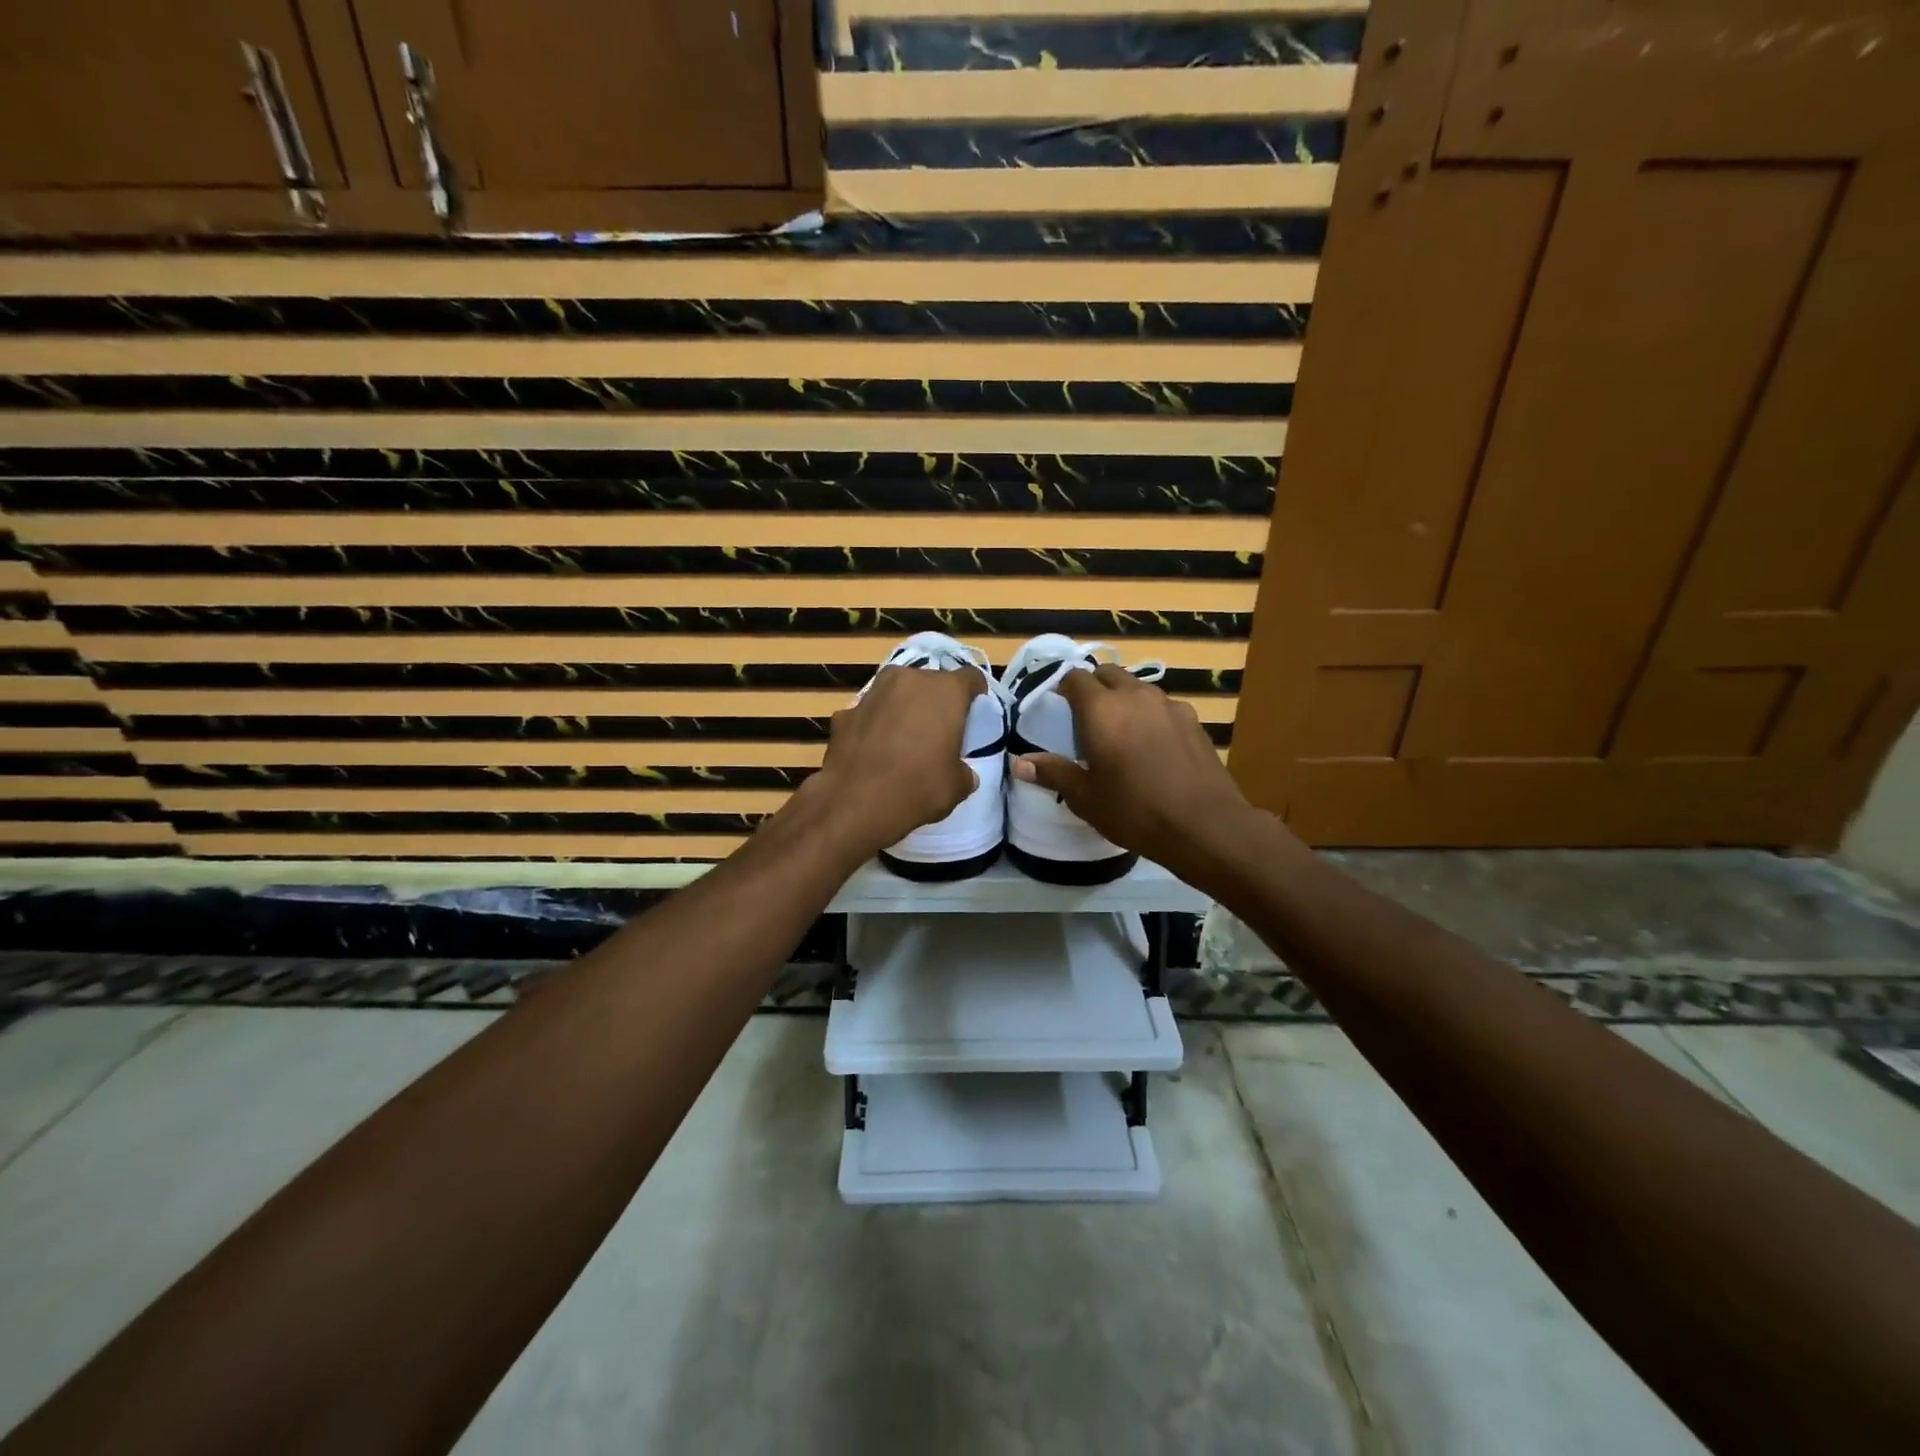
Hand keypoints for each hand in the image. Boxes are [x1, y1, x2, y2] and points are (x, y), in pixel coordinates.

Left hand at [807, 665, 983, 857]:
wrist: (855, 803)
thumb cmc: (918, 788)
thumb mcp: (958, 786)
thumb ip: (964, 769)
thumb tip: (961, 772)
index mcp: (944, 691)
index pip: (971, 678)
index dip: (975, 695)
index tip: (974, 714)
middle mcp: (908, 680)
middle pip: (930, 682)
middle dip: (936, 702)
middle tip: (938, 731)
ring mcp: (872, 693)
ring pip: (896, 693)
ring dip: (903, 709)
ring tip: (904, 740)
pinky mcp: (844, 712)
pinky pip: (869, 714)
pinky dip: (874, 726)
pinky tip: (873, 753)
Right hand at [1011, 664, 1262, 877]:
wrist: (1204, 825)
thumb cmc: (1134, 810)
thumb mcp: (1085, 797)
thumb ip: (1053, 772)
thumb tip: (1018, 762)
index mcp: (1101, 709)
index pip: (1075, 677)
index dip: (1064, 688)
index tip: (1058, 709)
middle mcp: (1135, 695)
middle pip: (1108, 674)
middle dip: (1094, 688)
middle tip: (1086, 720)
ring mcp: (1169, 705)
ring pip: (1138, 688)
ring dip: (1124, 700)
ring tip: (1120, 733)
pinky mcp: (1193, 720)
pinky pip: (1163, 706)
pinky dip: (1150, 716)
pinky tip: (1153, 747)